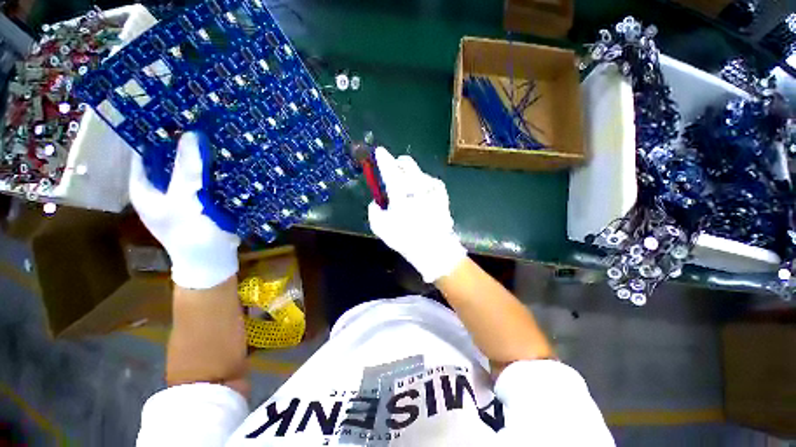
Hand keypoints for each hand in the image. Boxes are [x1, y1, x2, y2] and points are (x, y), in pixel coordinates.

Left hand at [130, 132, 239, 288]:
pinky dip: (215, 169)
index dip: (154, 134)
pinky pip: (207, 179)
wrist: (213, 259)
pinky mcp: (204, 199)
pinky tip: (227, 158)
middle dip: (182, 143)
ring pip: (190, 168)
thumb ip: (186, 169)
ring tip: (216, 135)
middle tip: (200, 122)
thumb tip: (191, 134)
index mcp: (144, 187)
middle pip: (169, 159)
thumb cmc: (190, 233)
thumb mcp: (183, 200)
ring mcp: (184, 194)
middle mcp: (161, 187)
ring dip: (202, 156)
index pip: (143, 152)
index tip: (173, 115)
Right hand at [368, 147, 466, 282]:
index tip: (379, 151)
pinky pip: (431, 182)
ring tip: (409, 187)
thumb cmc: (405, 238)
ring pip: (419, 172)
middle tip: (394, 169)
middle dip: (399, 162)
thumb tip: (376, 202)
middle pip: (407, 163)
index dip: (382, 158)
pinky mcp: (442, 194)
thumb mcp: (380, 227)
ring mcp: (431, 187)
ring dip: (411, 175)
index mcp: (400, 191)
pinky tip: (423, 193)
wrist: (434, 247)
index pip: (389, 168)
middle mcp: (416, 184)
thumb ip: (374, 210)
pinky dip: (424, 184)